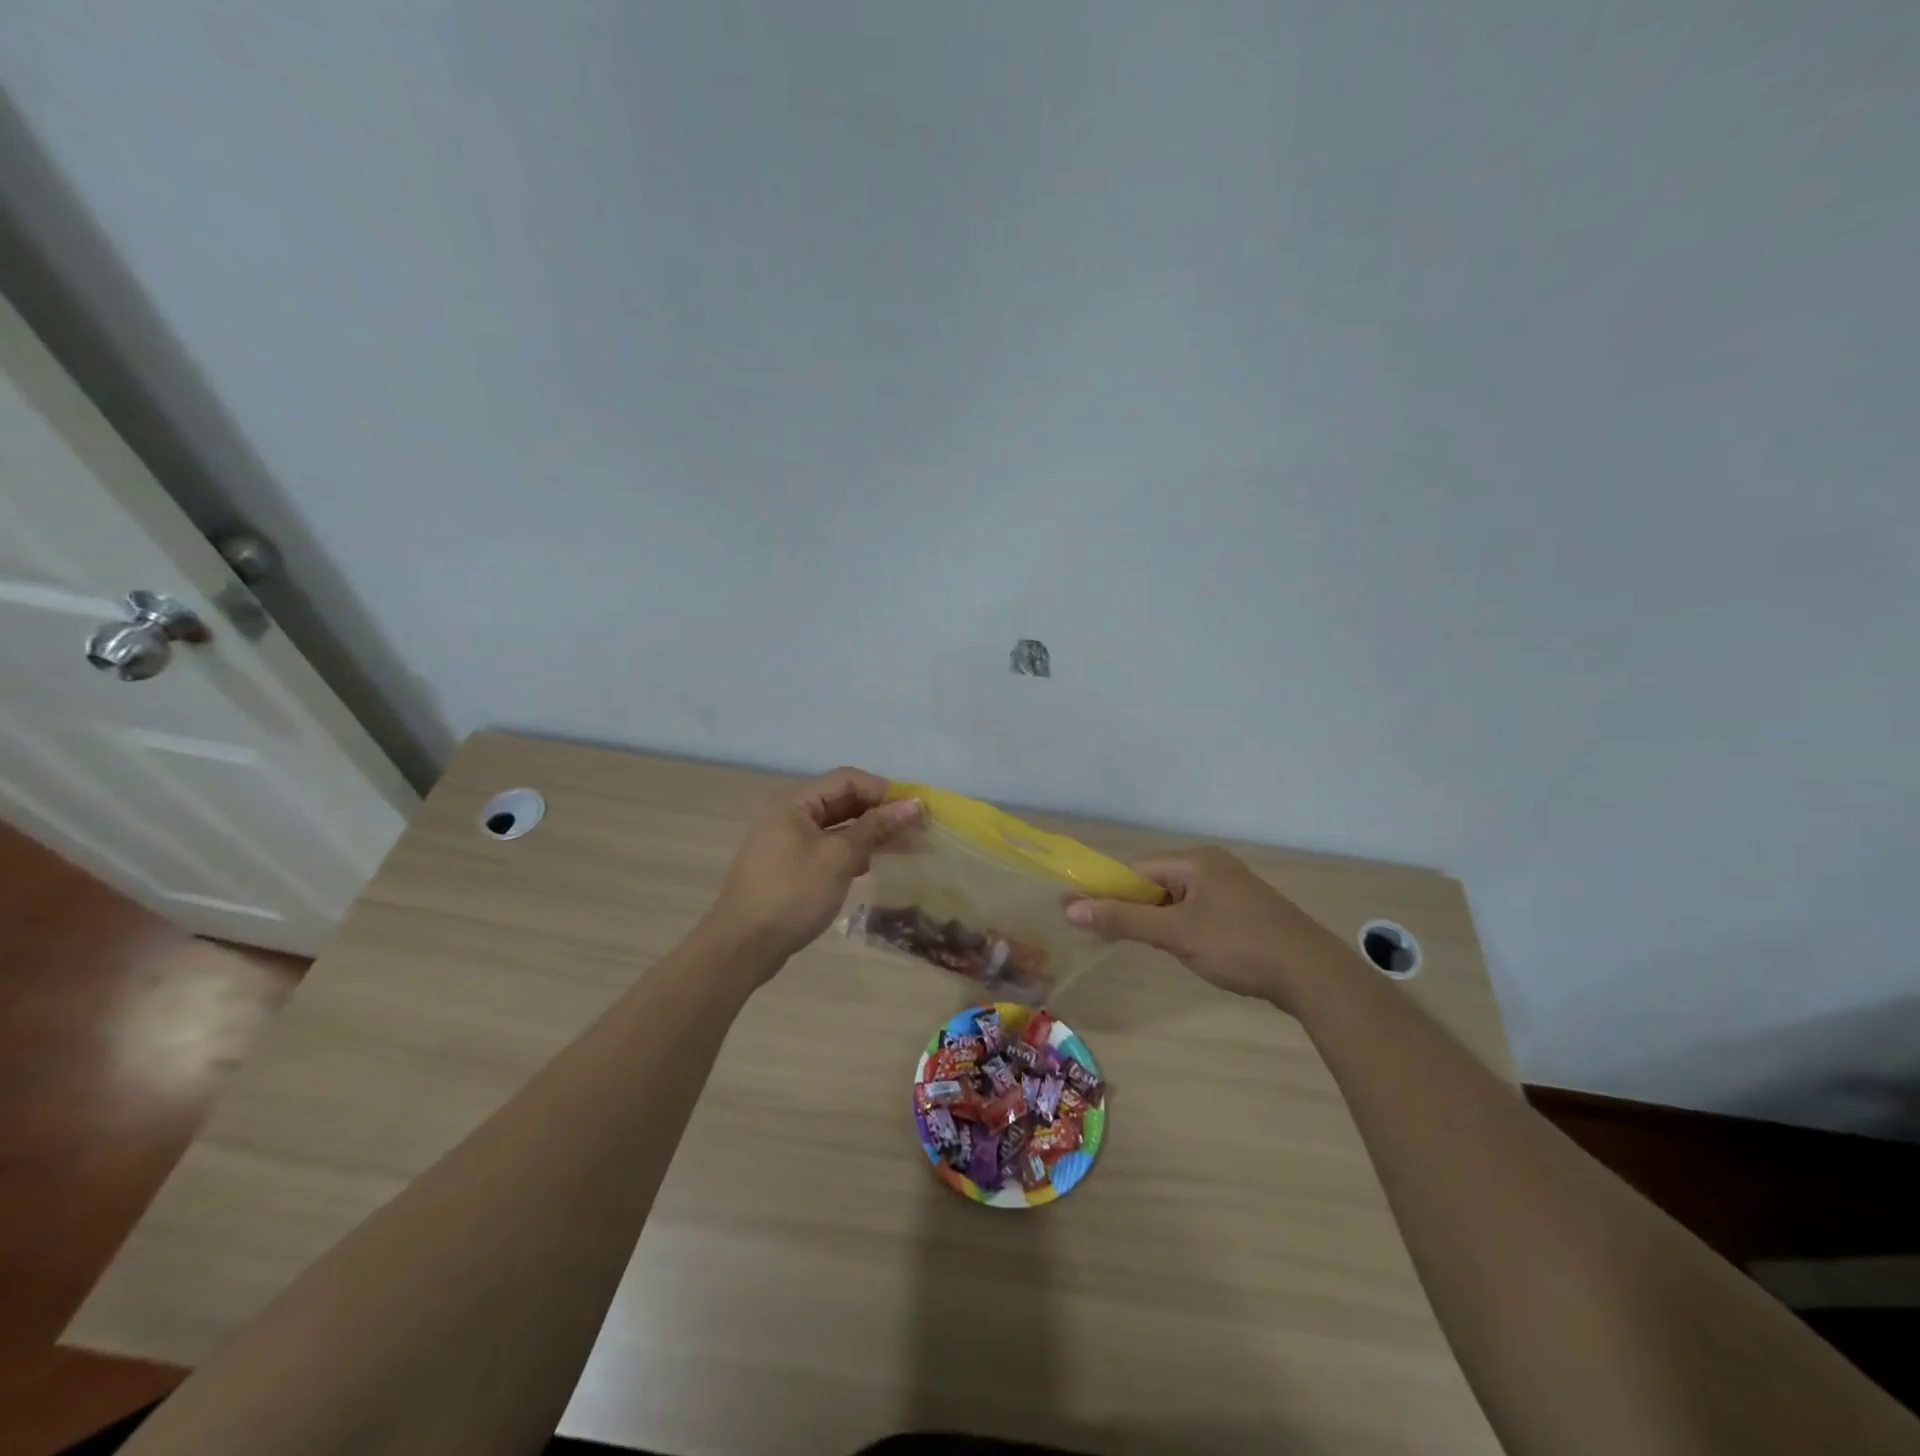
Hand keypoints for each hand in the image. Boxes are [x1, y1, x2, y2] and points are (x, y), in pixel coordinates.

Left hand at [709, 768, 922, 970]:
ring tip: (905, 848)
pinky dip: (852, 852)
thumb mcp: (838, 857)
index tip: (917, 811)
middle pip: (843, 801)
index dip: (885, 791)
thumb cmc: (792, 894)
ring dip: (870, 833)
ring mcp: (787, 841)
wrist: (742, 946)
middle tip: (917, 830)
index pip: (848, 780)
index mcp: (795, 802)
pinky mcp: (789, 866)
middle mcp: (789, 814)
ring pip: (837, 827)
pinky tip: (872, 866)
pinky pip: (828, 848)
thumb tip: (914, 805)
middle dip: (880, 813)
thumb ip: (876, 827)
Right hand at [1066, 846, 1349, 1010]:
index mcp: (1196, 861)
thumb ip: (1123, 919)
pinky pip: (1195, 911)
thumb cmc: (1239, 946)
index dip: (1105, 889)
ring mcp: (1230, 889)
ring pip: (1175, 899)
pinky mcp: (1242, 912)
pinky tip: (1174, 946)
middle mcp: (1211, 866)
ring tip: (1131, 941)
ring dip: (1152, 918)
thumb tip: (1070, 908)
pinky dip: (1177, 925)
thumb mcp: (1176, 933)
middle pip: (1155, 882)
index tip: (1076, 910)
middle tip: (1098, 931)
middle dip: (1128, 905)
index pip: (1136, 869)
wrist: (1312, 975)